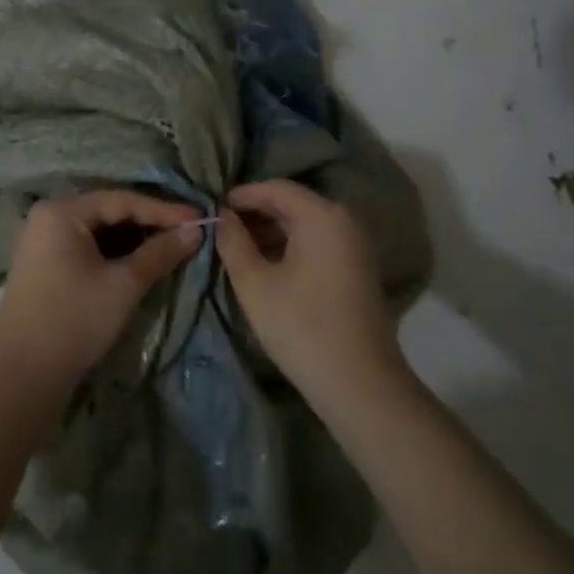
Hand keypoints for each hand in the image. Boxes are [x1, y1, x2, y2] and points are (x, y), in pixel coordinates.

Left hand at [0, 190, 203, 391]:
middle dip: (150, 223)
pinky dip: (116, 254)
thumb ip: (160, 253)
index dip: (164, 209)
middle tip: (188, 231)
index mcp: (62, 212)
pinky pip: (88, 249)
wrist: (21, 376)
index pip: (122, 200)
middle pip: (109, 212)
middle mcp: (49, 219)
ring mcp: (44, 244)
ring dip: (135, 240)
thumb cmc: (74, 319)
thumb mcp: (124, 284)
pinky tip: (141, 264)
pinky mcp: (47, 268)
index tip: (200, 218)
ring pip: (100, 232)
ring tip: (172, 247)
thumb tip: (195, 231)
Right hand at [216, 180, 400, 407]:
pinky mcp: (357, 269)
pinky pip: (317, 243)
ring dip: (271, 232)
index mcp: (322, 216)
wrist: (359, 384)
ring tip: (236, 249)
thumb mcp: (255, 284)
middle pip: (293, 204)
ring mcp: (355, 245)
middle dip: (255, 213)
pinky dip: (290, 247)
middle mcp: (344, 221)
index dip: (242, 195)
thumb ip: (233, 242)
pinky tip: (265, 266)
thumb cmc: (301, 327)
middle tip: (221, 229)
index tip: (213, 209)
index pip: (276, 188)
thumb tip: (222, 216)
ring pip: (305, 225)